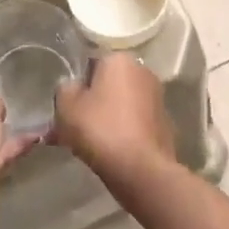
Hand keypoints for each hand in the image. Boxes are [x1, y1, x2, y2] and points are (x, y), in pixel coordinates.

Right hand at [54, 54, 174, 181]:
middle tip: (69, 126)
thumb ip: (65, 89)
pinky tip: (104, 151)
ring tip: (82, 144)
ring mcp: (156, 98)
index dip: (75, 85)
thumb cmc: (100, 129)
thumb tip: (72, 87)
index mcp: (120, 60)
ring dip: (102, 119)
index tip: (65, 106)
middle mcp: (143, 72)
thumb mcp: (67, 106)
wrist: (140, 169)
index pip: (90, 63)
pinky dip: (119, 132)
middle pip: (106, 85)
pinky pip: (131, 123)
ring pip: (118, 105)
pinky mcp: (163, 123)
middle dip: (89, 103)